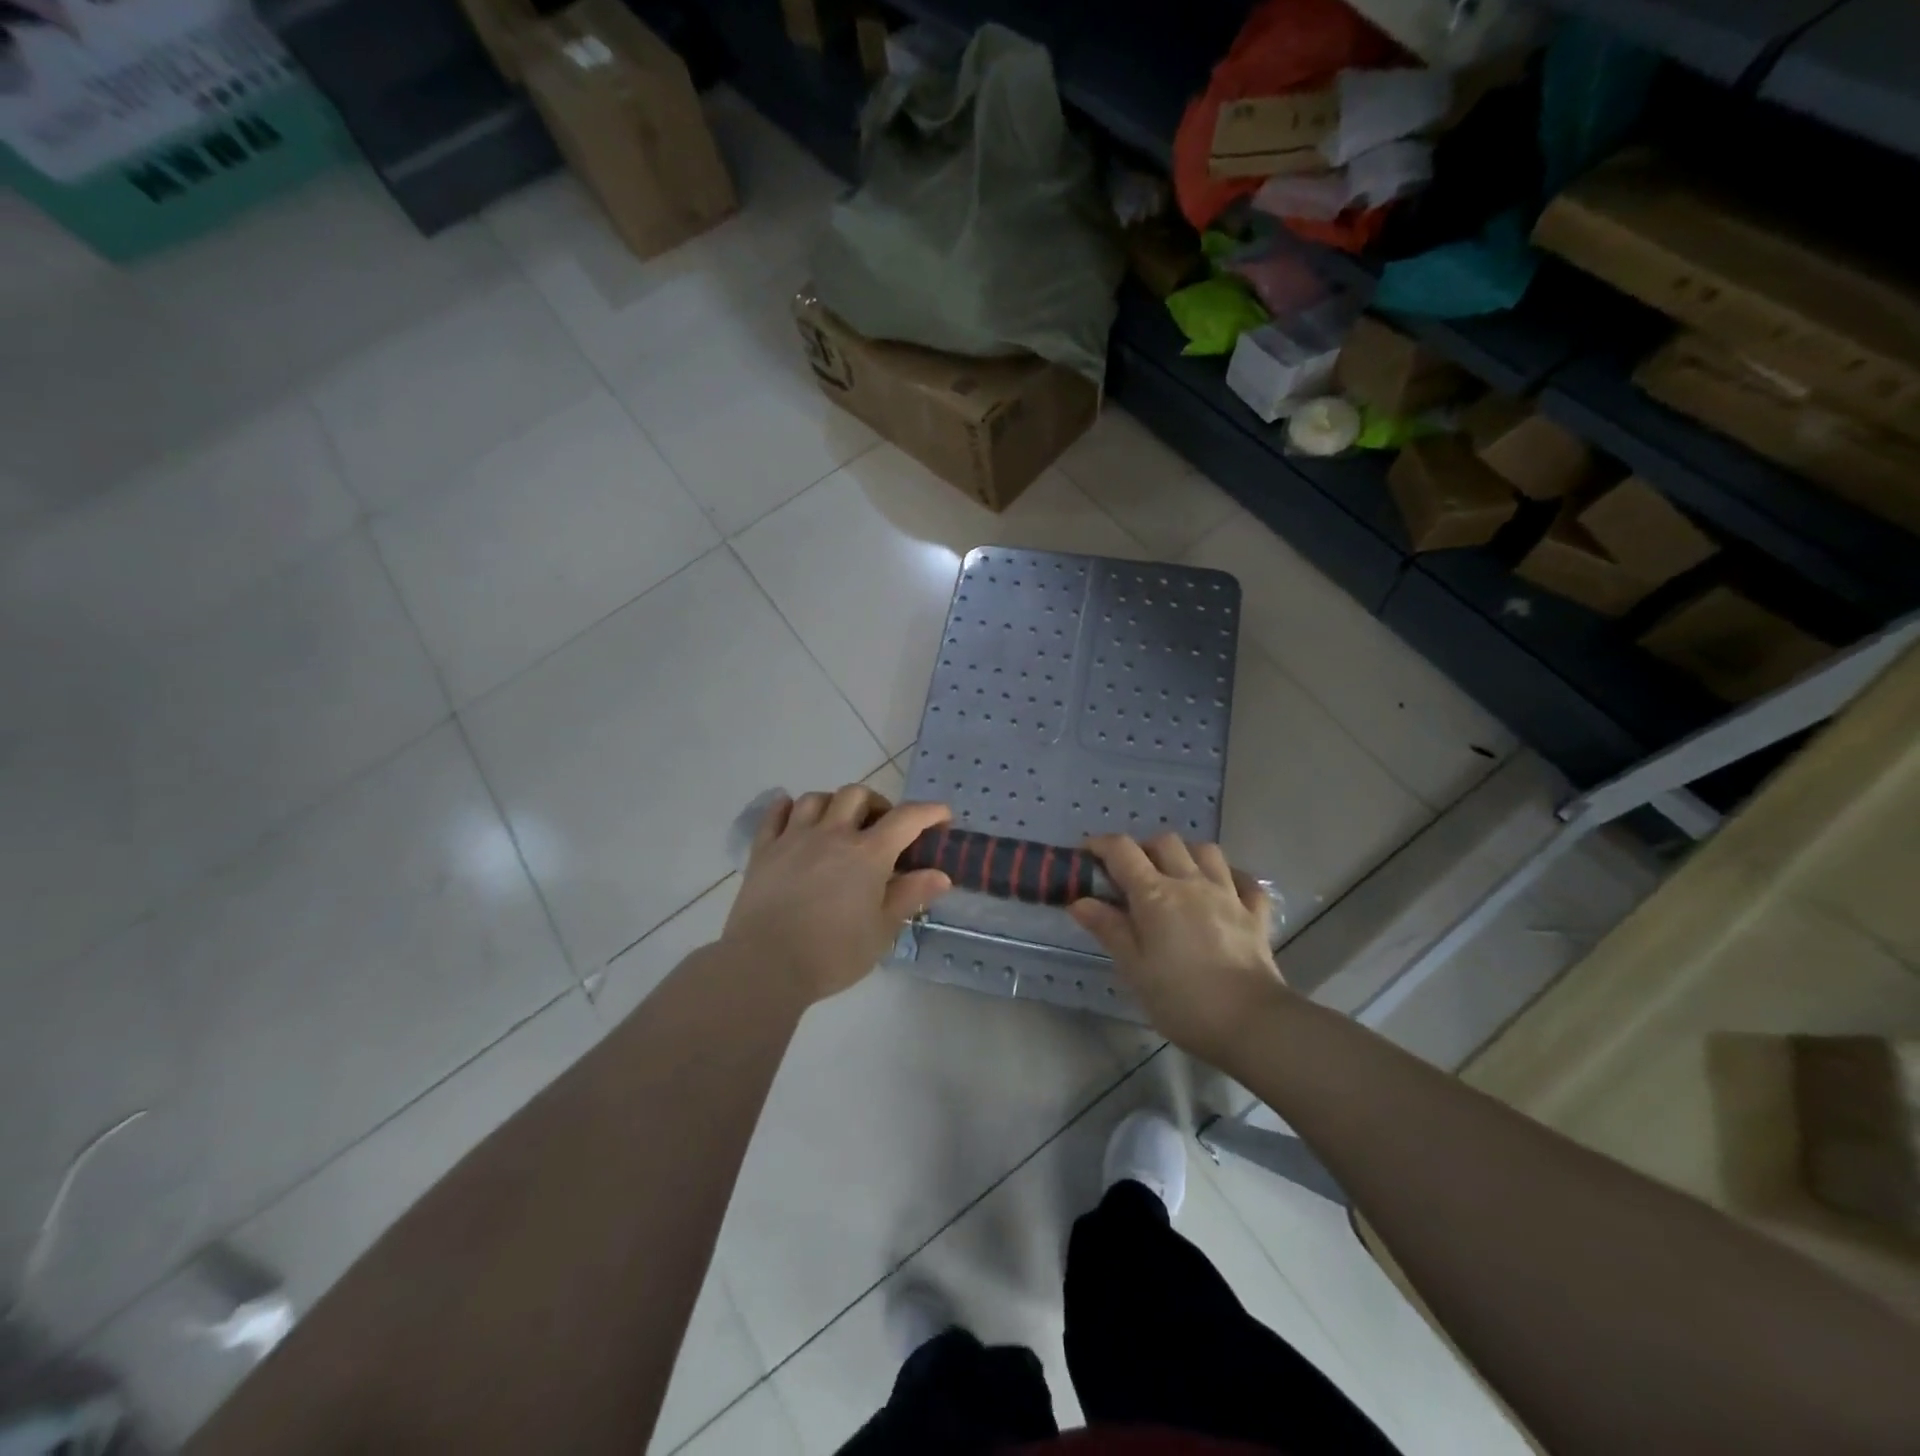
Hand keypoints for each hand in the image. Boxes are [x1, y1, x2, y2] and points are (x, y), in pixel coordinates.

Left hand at [722, 786, 953, 1004]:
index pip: (906, 818)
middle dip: (877, 804)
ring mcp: (794, 838)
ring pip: (817, 798)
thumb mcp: (881, 931)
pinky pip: (776, 813)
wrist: (765, 966)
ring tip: (839, 824)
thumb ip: (910, 896)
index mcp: (868, 854)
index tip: (943, 816)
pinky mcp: (764, 850)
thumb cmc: (832, 954)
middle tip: (882, 828)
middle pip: (857, 795)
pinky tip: (796, 820)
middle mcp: (832, 834)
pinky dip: (790, 808)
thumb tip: (940, 875)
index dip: (929, 812)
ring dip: (835, 804)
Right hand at [1070, 834, 1288, 1061]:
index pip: (1122, 850)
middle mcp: (1191, 882)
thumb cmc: (1182, 1000)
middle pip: (1164, 842)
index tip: (1086, 855)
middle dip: (1142, 848)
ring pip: (1205, 851)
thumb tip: (1079, 901)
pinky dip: (1230, 877)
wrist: (1251, 1023)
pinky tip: (1222, 889)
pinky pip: (1245, 880)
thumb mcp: (1134, 969)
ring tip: (1174, 876)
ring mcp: (1228, 894)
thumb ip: (1109, 929)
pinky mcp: (1255, 914)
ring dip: (1185, 854)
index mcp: (1156, 894)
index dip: (1100, 845)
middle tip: (1130, 874)